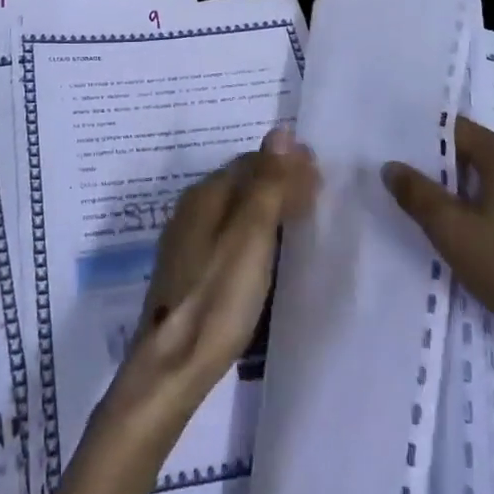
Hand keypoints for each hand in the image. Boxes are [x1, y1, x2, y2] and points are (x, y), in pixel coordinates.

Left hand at [116, 128, 318, 416]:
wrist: (173, 363)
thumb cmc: (218, 296)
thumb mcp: (251, 237)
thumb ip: (267, 184)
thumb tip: (281, 131)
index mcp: (206, 194)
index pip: (252, 161)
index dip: (286, 163)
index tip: (320, 172)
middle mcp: (193, 207)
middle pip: (241, 181)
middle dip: (278, 179)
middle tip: (316, 191)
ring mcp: (187, 239)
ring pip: (234, 207)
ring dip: (267, 203)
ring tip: (299, 215)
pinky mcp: (189, 268)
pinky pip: (227, 231)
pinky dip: (253, 227)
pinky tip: (266, 247)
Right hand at [382, 117, 493, 362]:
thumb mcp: (452, 231)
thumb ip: (417, 194)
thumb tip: (391, 166)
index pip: (454, 129)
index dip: (421, 142)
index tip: (395, 159)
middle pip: (473, 155)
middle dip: (440, 172)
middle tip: (406, 191)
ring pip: (493, 183)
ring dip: (464, 197)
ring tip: (434, 220)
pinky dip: (488, 215)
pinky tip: (474, 243)